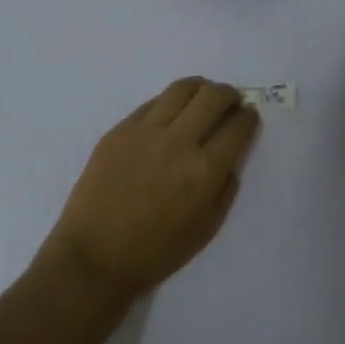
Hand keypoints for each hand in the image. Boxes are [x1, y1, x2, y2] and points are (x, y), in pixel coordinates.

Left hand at [39, 78, 260, 303]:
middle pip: (213, 96)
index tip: (249, 117)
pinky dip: (169, 103)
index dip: (249, 118)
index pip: (238, 127)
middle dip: (229, 95)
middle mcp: (178, 141)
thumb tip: (229, 160)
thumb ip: (224, 189)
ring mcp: (145, 130)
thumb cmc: (155, 253)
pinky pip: (152, 103)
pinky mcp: (120, 129)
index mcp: (204, 171)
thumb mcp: (205, 230)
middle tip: (230, 102)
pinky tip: (170, 114)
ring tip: (202, 98)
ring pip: (182, 88)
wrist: (95, 255)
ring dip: (200, 88)